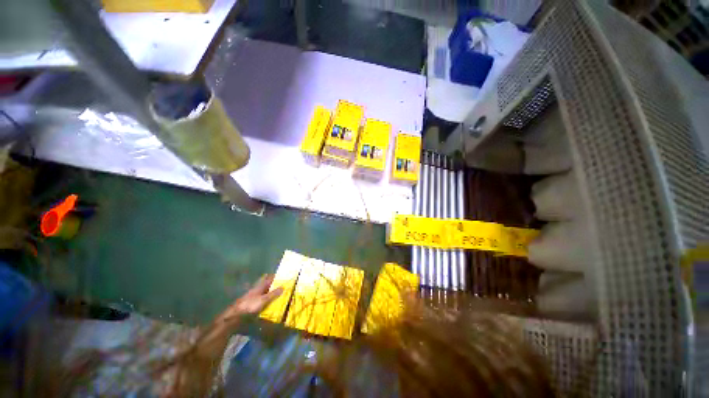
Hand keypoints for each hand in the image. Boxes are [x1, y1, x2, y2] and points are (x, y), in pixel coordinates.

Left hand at [215, 274, 282, 328]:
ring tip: (276, 293)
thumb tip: (284, 287)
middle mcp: (256, 289)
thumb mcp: (264, 300)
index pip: (268, 278)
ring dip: (269, 291)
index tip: (282, 276)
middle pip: (265, 284)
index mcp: (260, 286)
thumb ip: (273, 294)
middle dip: (272, 283)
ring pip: (263, 291)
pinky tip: (268, 302)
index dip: (275, 276)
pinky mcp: (250, 304)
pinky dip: (265, 299)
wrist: (235, 316)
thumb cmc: (250, 305)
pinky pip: (260, 299)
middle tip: (280, 285)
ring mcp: (253, 296)